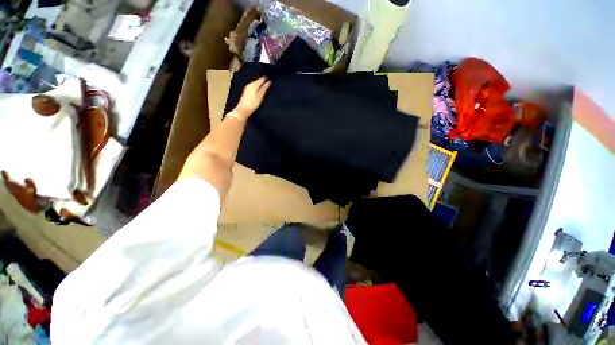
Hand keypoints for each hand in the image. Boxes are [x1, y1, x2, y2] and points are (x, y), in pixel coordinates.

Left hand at [233, 77, 271, 117]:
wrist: (244, 108)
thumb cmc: (253, 102)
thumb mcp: (260, 96)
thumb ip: (264, 88)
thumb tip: (269, 82)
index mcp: (254, 84)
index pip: (261, 79)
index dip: (266, 79)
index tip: (270, 79)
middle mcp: (250, 84)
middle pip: (257, 80)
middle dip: (262, 81)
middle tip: (268, 82)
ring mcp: (247, 88)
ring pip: (255, 83)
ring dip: (259, 84)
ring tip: (264, 86)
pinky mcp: (246, 91)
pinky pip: (252, 86)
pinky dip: (256, 87)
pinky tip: (258, 89)